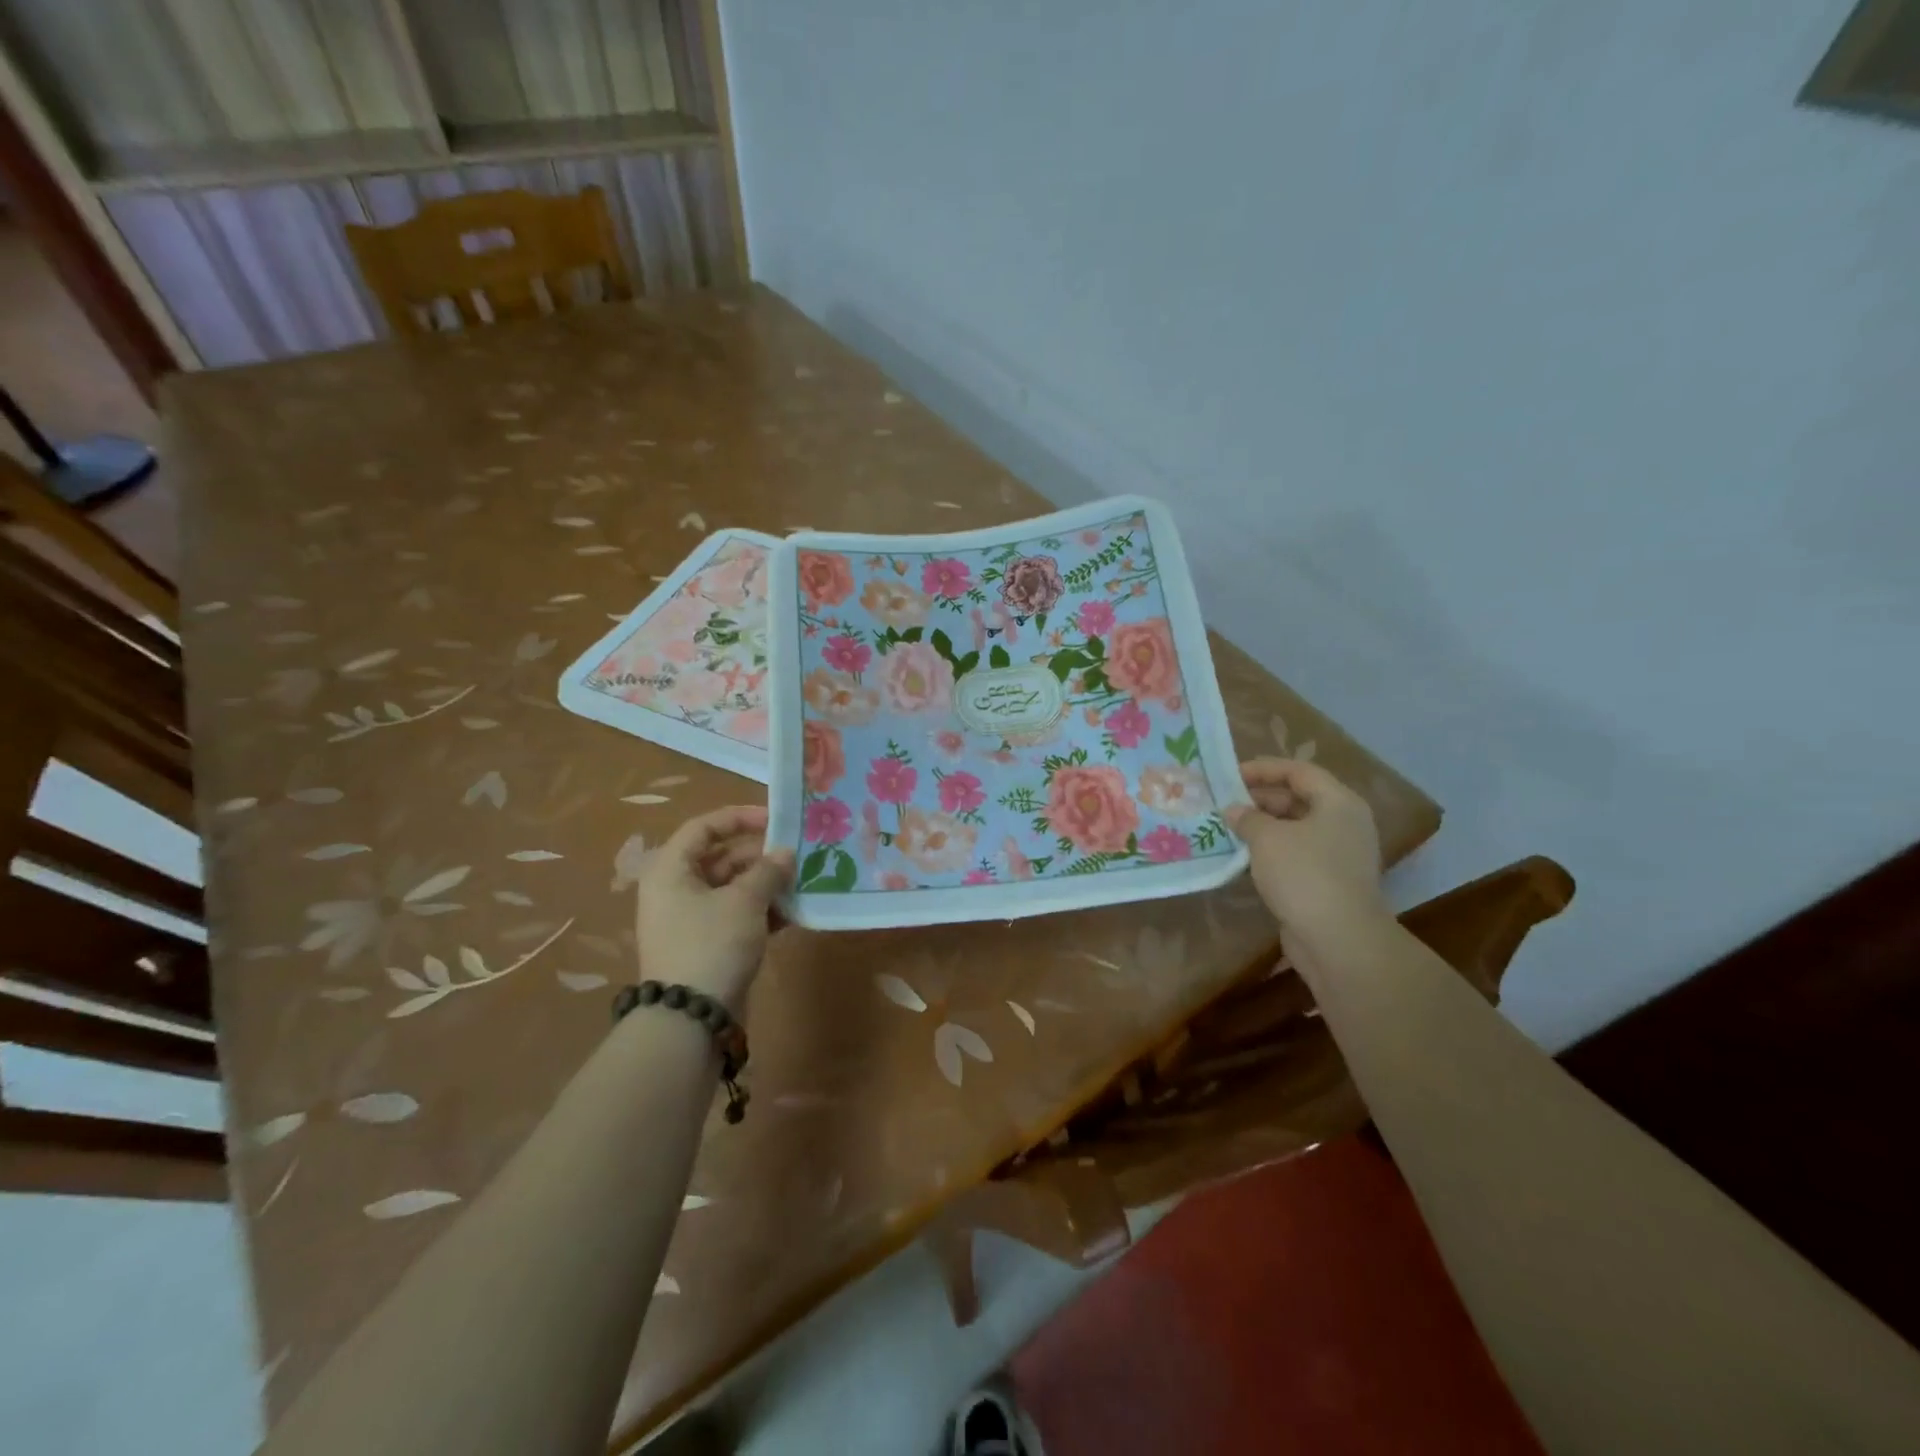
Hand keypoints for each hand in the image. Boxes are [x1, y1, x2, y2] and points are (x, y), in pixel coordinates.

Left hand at [634, 806, 794, 1011]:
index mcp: (671, 869)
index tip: (776, 820)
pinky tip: (793, 912)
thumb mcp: (744, 901)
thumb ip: (768, 871)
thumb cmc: (712, 944)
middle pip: (721, 857)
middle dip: (761, 855)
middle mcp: (676, 889)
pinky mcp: (708, 945)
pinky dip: (762, 911)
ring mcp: (691, 920)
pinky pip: (737, 915)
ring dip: (766, 884)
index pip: (704, 827)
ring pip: (733, 888)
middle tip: (798, 854)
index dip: (740, 818)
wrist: (691, 1019)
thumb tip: (786, 853)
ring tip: (802, 881)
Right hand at [1224, 758, 1387, 940]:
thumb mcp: (1267, 838)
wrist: (1339, 940)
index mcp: (1338, 803)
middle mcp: (1344, 823)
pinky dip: (1271, 851)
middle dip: (1260, 799)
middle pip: (1298, 799)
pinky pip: (1296, 854)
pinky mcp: (1329, 882)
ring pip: (1295, 829)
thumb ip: (1247, 817)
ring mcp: (1339, 854)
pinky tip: (1243, 857)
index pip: (1298, 771)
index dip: (1263, 769)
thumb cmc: (1305, 875)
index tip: (1230, 774)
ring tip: (1227, 827)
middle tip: (1223, 802)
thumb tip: (1233, 810)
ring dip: (1262, 827)